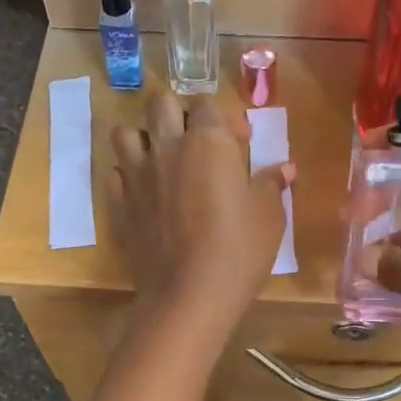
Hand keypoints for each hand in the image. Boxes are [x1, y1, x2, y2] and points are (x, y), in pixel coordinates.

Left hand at [109, 93, 294, 333]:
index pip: (207, 104)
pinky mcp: (120, 203)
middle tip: (196, 141)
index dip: (224, 118)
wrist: (187, 296)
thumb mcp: (269, 217)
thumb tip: (285, 168)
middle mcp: (167, 147)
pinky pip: (116, 173)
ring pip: (125, 132)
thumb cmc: (238, 251)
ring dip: (143, 137)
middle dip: (178, 113)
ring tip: (162, 158)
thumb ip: (271, 184)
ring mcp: (137, 175)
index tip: (239, 143)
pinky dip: (127, 175)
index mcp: (208, 142)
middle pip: (160, 104)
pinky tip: (145, 191)